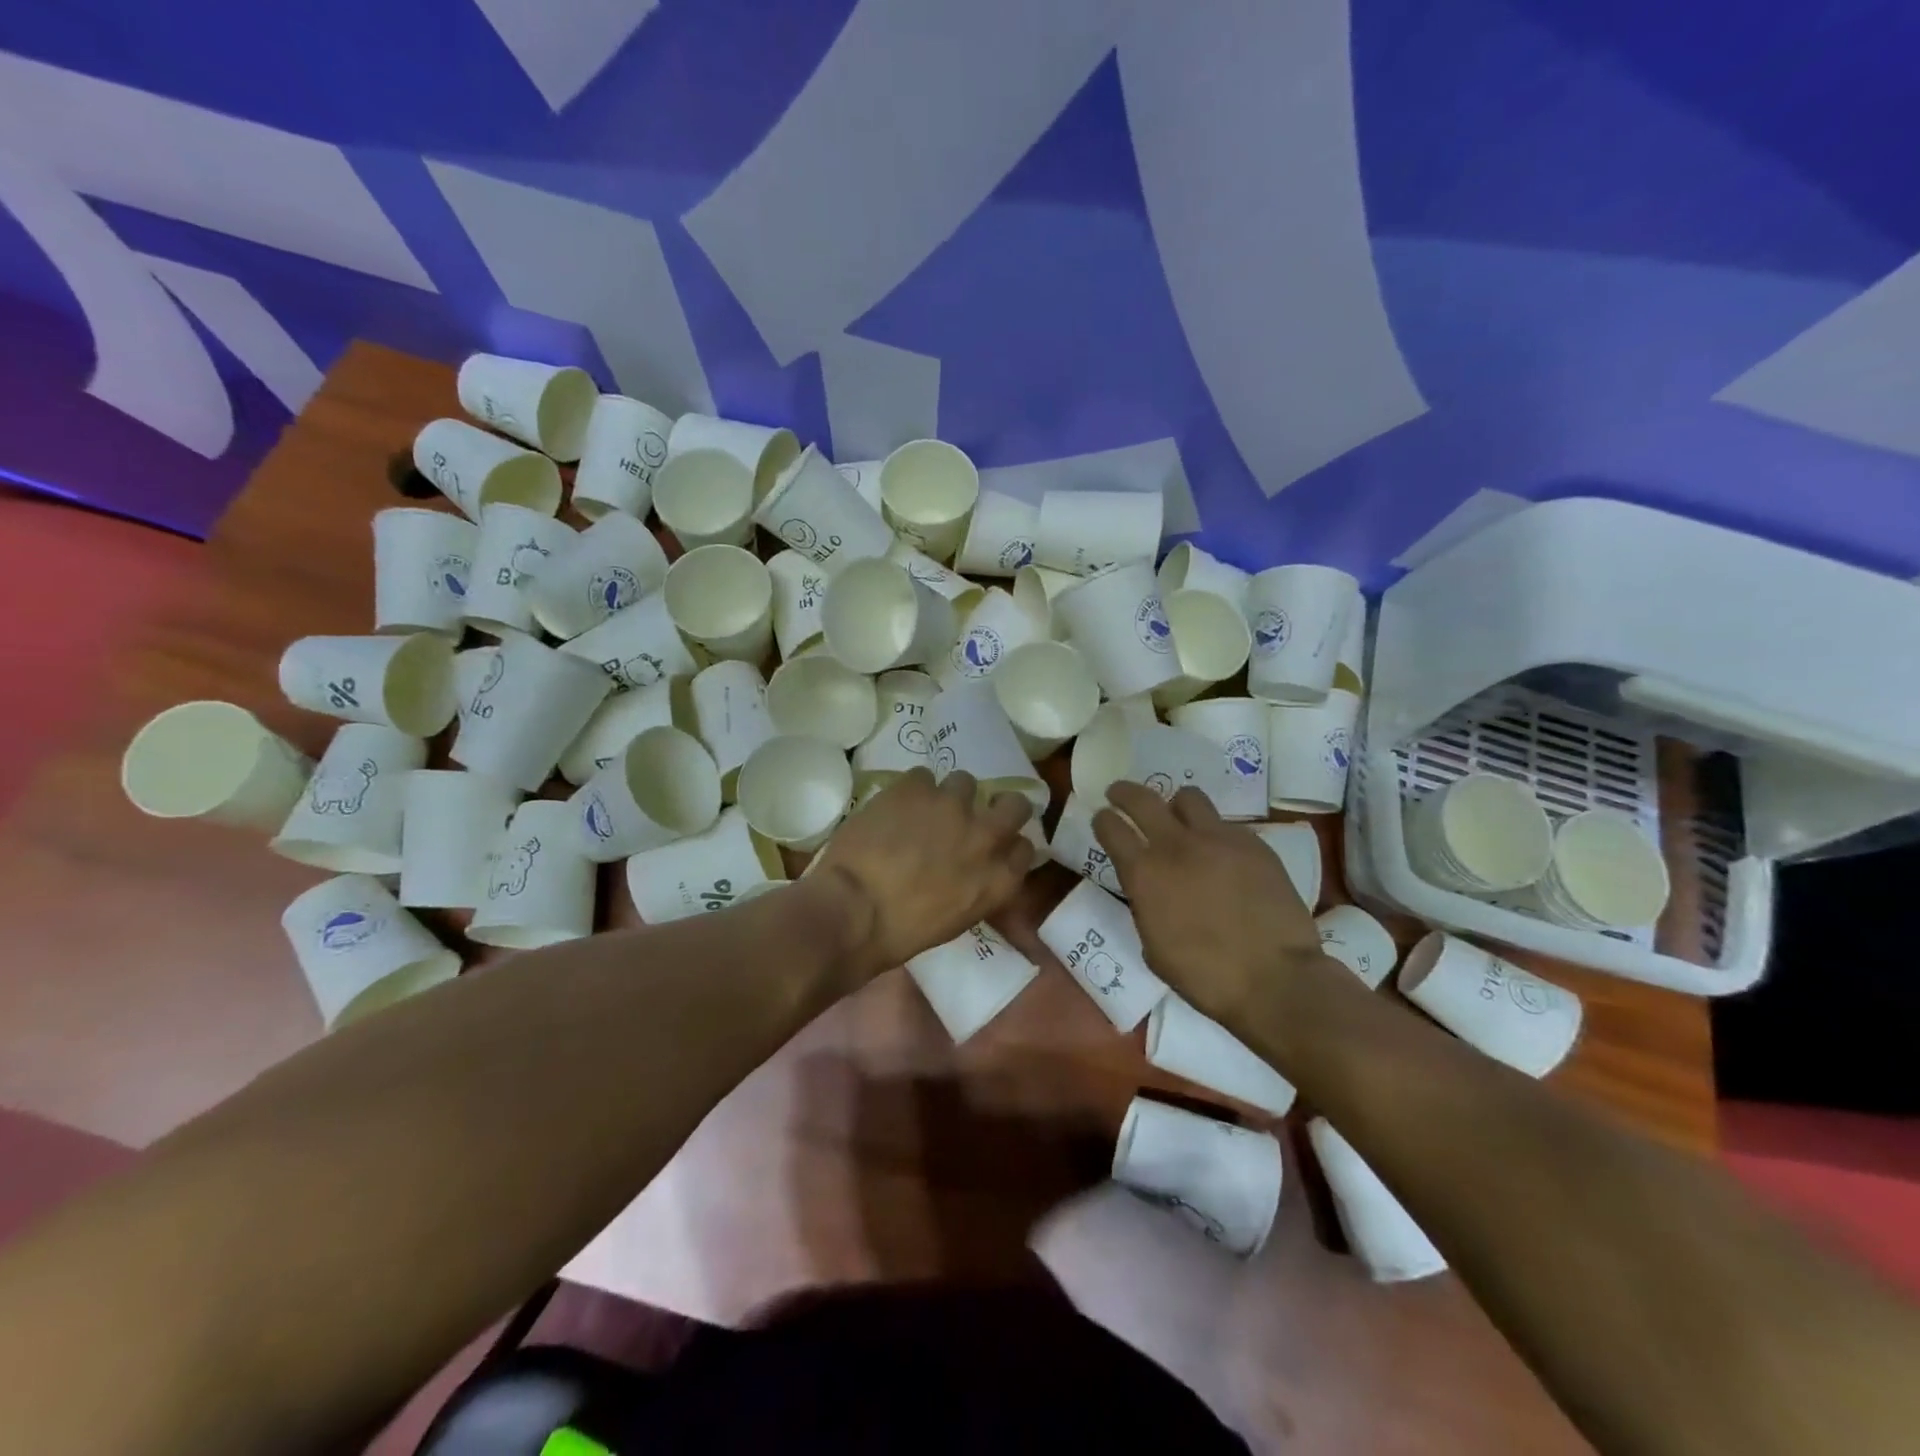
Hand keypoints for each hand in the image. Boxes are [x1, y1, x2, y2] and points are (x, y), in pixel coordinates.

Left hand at [812, 768, 1033, 978]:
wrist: (853, 910)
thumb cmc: (900, 933)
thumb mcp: (954, 920)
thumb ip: (975, 888)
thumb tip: (968, 871)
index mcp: (998, 880)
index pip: (1024, 848)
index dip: (1008, 844)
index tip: (991, 848)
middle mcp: (986, 837)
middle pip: (1015, 805)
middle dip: (999, 805)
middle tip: (972, 815)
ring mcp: (952, 806)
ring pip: (965, 782)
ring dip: (948, 796)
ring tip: (923, 809)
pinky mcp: (916, 788)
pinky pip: (922, 776)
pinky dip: (911, 790)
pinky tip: (894, 807)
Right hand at [1092, 782, 1325, 1018]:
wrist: (1274, 979)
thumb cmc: (1205, 976)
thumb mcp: (1154, 945)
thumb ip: (1146, 905)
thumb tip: (1150, 891)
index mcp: (1144, 874)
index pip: (1110, 827)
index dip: (1103, 820)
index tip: (1102, 819)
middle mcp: (1176, 845)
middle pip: (1141, 798)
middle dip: (1124, 792)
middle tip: (1120, 794)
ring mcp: (1218, 839)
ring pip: (1188, 797)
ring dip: (1176, 806)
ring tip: (1180, 820)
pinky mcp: (1253, 844)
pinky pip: (1226, 825)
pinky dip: (1215, 834)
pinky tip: (1223, 856)